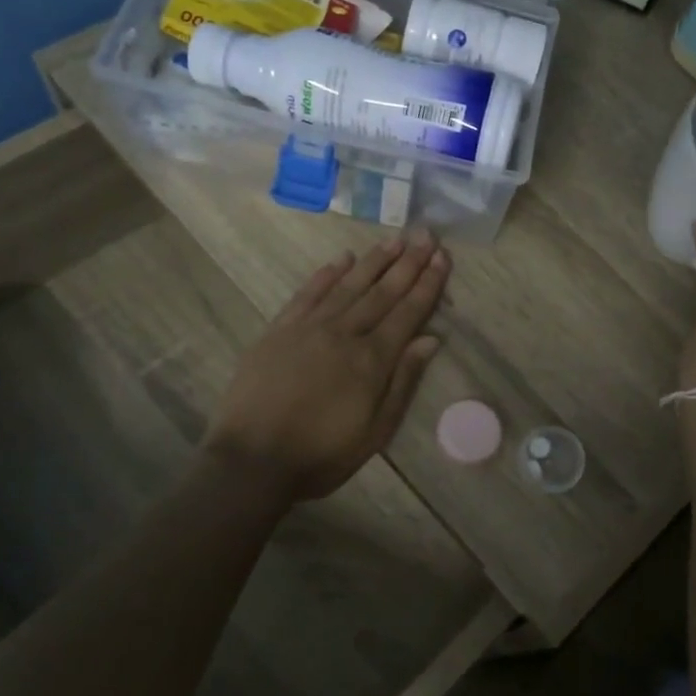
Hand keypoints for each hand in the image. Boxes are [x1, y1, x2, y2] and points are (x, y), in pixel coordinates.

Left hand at [204, 233, 449, 500]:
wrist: (252, 460)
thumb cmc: (322, 454)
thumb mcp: (375, 431)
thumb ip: (403, 382)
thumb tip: (431, 340)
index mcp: (372, 360)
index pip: (407, 312)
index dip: (427, 284)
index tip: (442, 257)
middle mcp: (344, 334)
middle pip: (382, 292)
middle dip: (407, 263)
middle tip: (426, 234)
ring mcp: (308, 328)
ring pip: (348, 285)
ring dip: (373, 261)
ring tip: (394, 239)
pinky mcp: (279, 330)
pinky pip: (307, 293)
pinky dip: (326, 273)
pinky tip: (342, 258)